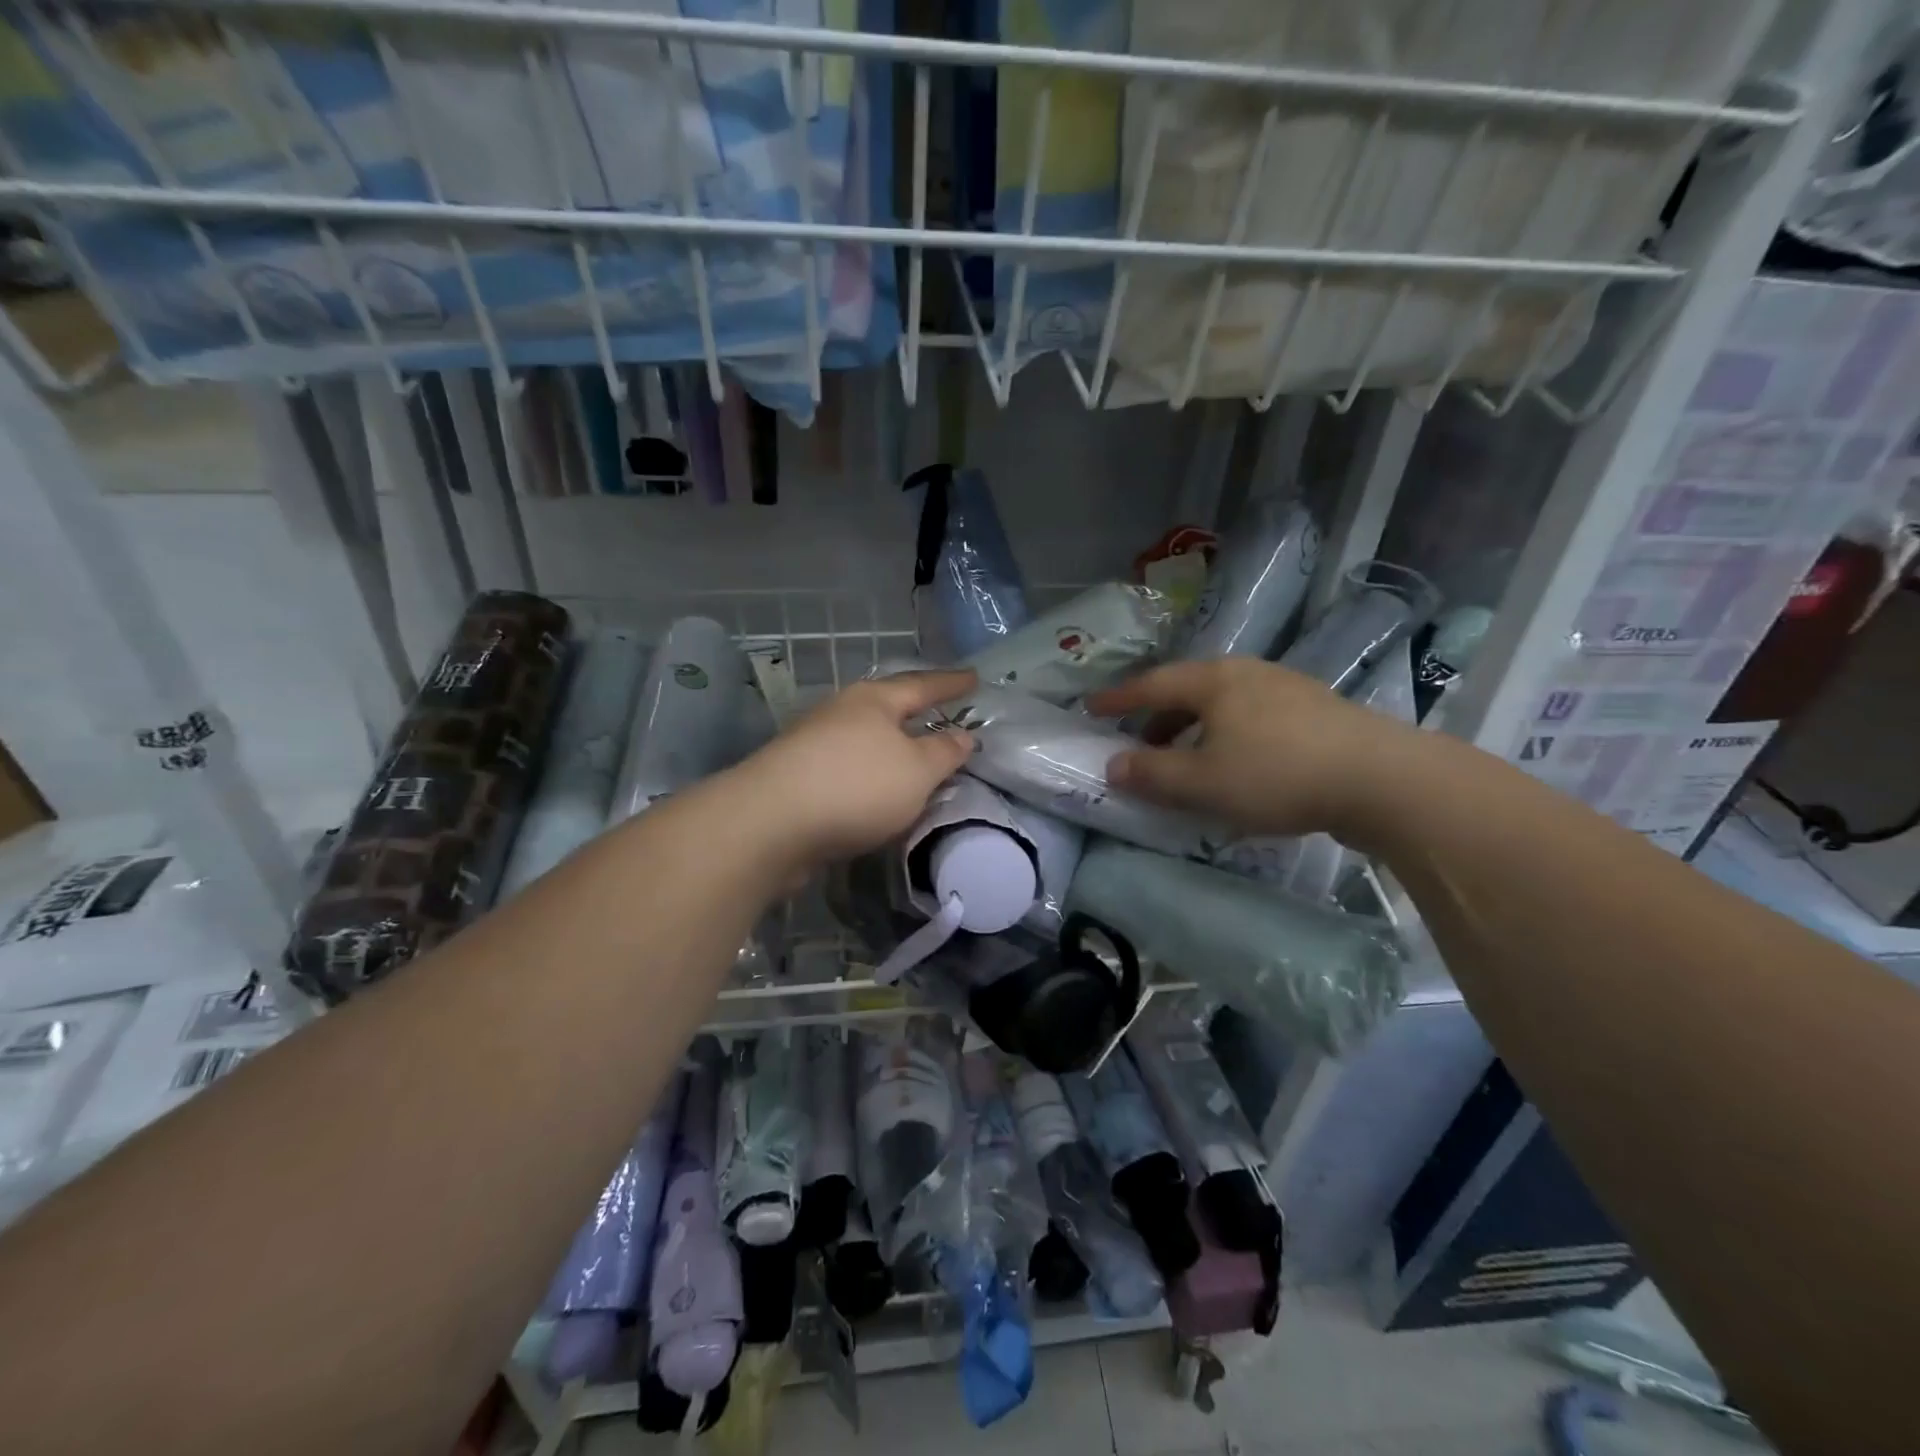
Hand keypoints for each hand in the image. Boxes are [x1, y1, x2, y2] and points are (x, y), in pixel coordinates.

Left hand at [733, 669, 976, 868]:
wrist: (770, 824)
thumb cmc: (856, 786)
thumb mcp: (916, 770)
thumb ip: (944, 752)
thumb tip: (962, 735)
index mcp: (874, 700)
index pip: (923, 685)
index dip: (951, 683)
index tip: (975, 678)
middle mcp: (841, 712)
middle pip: (887, 708)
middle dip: (916, 712)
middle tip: (943, 713)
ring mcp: (813, 743)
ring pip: (865, 739)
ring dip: (891, 748)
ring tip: (914, 758)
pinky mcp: (797, 777)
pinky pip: (848, 769)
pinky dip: (870, 776)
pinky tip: (878, 793)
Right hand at [1085, 659, 1416, 839]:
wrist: (1381, 779)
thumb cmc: (1277, 775)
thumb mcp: (1202, 782)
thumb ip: (1151, 774)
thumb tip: (1112, 765)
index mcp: (1214, 681)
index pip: (1152, 685)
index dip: (1118, 698)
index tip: (1091, 707)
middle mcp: (1247, 673)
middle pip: (1188, 690)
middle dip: (1158, 717)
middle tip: (1138, 743)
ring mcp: (1286, 688)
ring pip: (1223, 703)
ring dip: (1194, 728)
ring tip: (1186, 759)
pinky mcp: (1316, 711)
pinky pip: (1252, 716)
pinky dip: (1227, 734)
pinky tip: (1237, 762)